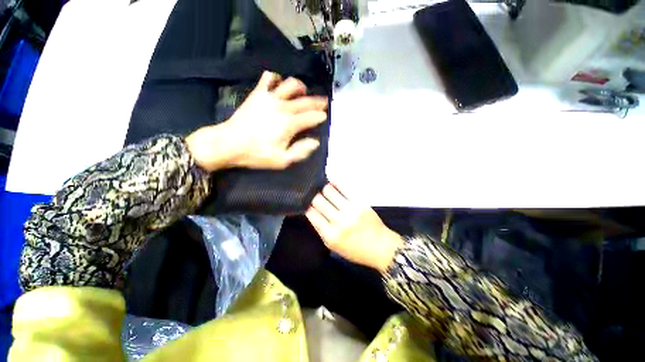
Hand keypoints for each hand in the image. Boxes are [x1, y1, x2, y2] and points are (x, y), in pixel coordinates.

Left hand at [185, 71, 327, 171]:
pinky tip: (279, 83)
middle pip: (305, 101)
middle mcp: (282, 107)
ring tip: (304, 92)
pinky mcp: (258, 94)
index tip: (325, 116)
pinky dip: (276, 78)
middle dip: (318, 102)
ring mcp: (269, 98)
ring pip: (290, 85)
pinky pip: (268, 78)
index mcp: (289, 124)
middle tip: (324, 102)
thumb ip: (300, 151)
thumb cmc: (257, 154)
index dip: (320, 116)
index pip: (311, 117)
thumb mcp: (282, 160)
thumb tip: (315, 142)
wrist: (229, 143)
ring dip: (300, 87)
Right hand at [305, 183, 403, 272]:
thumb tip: (312, 210)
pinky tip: (332, 183)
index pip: (311, 213)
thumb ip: (321, 229)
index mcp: (330, 235)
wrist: (381, 247)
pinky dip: (335, 183)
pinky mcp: (359, 202)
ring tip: (322, 188)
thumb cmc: (355, 250)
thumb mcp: (333, 246)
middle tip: (313, 194)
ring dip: (323, 188)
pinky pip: (343, 188)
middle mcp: (338, 221)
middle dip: (313, 196)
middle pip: (318, 200)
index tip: (306, 202)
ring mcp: (350, 210)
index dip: (307, 205)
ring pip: (328, 191)